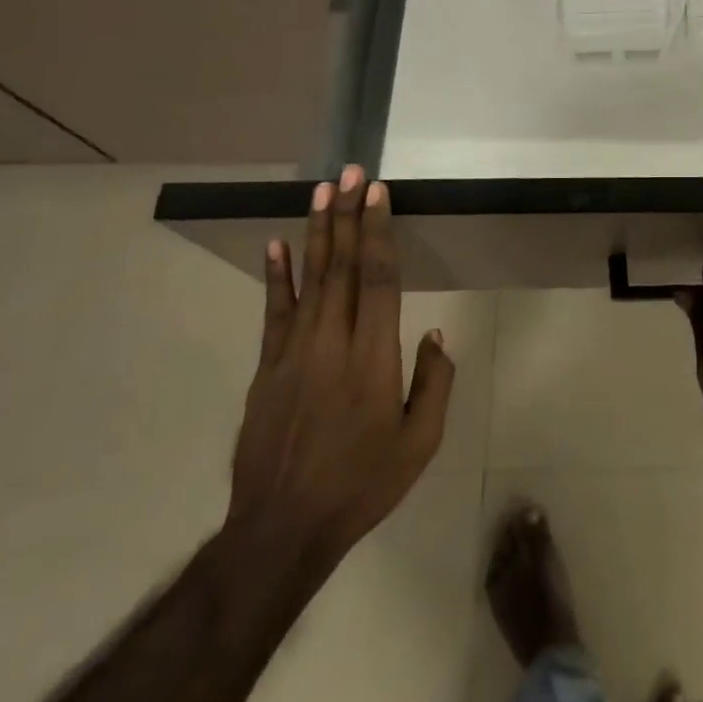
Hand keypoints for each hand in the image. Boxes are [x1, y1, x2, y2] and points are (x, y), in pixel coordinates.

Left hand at [225, 166, 452, 583]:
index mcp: (373, 357)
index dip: (377, 231)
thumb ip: (435, 383)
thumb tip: (435, 335)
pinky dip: (276, 276)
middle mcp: (332, 342)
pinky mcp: (267, 369)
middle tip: (352, 172)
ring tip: (322, 190)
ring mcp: (293, 353)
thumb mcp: (420, 443)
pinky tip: (276, 245)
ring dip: (317, 231)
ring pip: (309, 279)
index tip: (379, 193)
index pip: (377, 278)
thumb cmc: (362, 484)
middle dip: (348, 214)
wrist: (282, 530)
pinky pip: (274, 312)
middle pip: (341, 266)